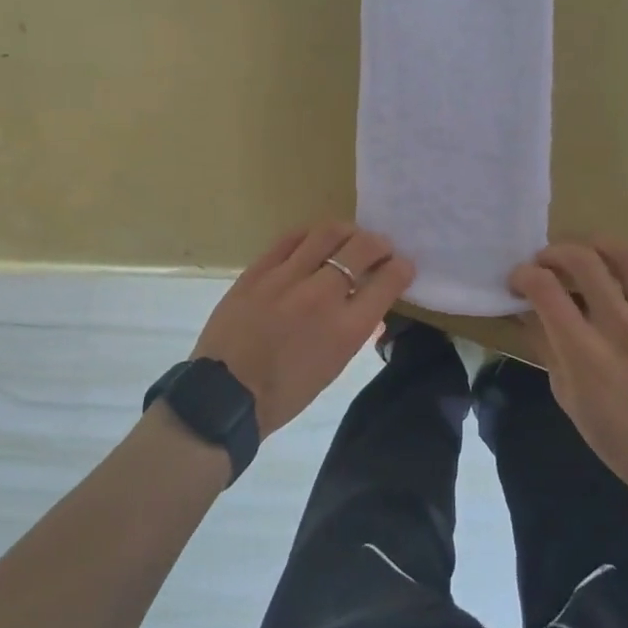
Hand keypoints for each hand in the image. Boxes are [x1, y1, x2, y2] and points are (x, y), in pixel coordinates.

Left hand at [191, 222, 415, 435]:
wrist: (225, 396)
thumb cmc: (285, 393)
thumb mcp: (333, 367)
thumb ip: (355, 331)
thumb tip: (371, 309)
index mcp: (346, 329)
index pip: (387, 282)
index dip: (401, 268)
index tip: (402, 266)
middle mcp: (321, 296)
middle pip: (362, 248)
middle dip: (380, 244)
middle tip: (381, 248)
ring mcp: (286, 278)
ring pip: (327, 234)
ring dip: (348, 232)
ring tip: (350, 237)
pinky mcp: (257, 271)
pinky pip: (290, 239)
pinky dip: (309, 236)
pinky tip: (314, 240)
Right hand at [509, 240, 627, 523]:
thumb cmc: (620, 440)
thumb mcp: (568, 398)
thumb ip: (547, 348)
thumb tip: (528, 311)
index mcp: (586, 353)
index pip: (545, 290)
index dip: (523, 276)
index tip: (519, 282)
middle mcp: (622, 329)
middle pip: (583, 261)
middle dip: (554, 252)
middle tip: (547, 264)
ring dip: (598, 245)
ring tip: (587, 252)